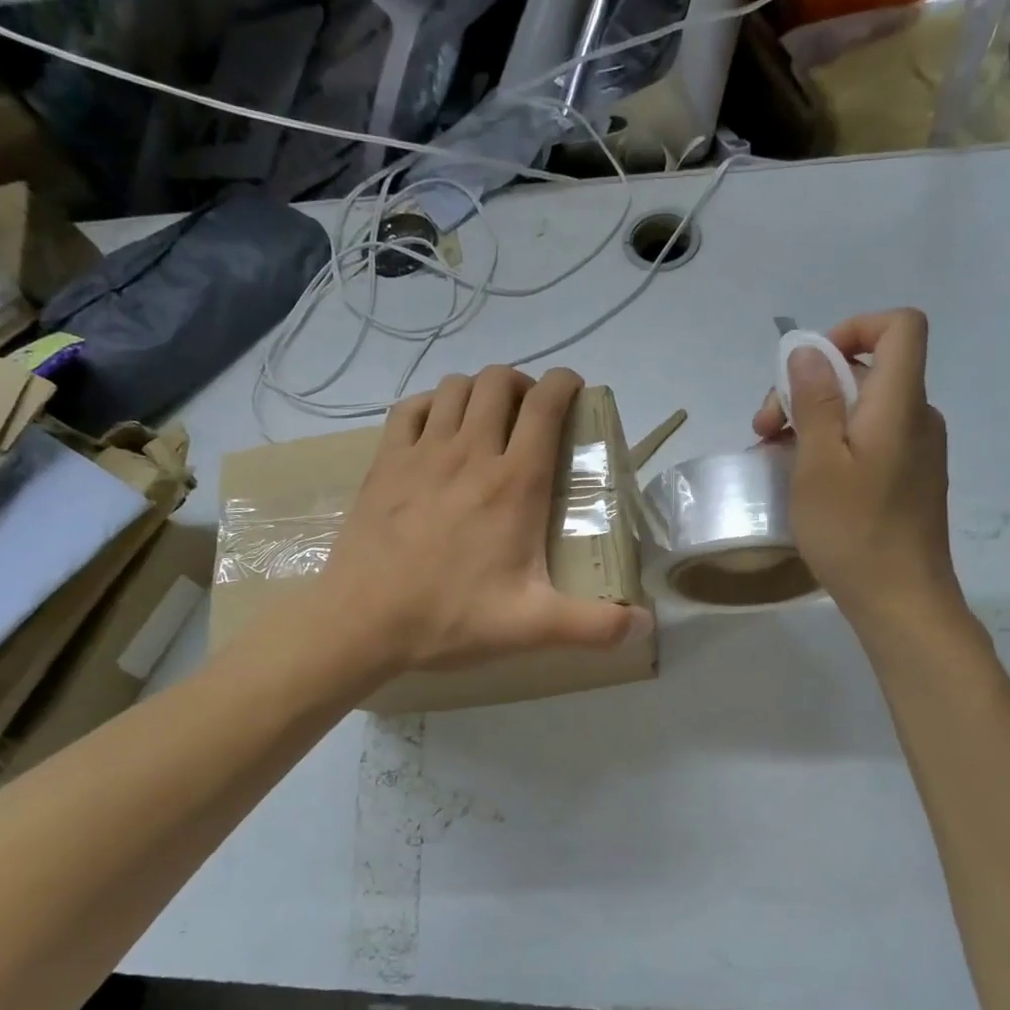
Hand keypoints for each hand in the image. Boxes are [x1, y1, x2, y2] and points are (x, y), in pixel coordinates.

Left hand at [318, 366, 651, 675]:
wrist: (362, 623)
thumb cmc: (451, 618)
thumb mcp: (533, 627)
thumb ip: (596, 625)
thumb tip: (647, 625)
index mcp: (515, 483)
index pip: (546, 405)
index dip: (566, 384)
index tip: (575, 392)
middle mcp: (471, 452)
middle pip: (500, 382)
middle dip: (524, 384)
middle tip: (532, 415)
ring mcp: (423, 452)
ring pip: (457, 387)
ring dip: (480, 391)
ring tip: (490, 419)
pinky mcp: (386, 462)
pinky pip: (412, 407)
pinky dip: (433, 404)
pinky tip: (439, 429)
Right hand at [752, 310, 967, 639]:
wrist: (901, 600)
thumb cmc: (853, 531)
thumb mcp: (818, 463)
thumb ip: (814, 401)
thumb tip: (808, 351)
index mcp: (900, 403)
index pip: (900, 326)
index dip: (853, 328)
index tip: (808, 367)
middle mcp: (917, 416)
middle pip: (867, 369)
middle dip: (810, 386)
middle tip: (765, 429)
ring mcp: (916, 449)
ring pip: (862, 407)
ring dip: (814, 419)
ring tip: (774, 456)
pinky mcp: (909, 477)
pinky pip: (870, 439)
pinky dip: (834, 444)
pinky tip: (803, 477)